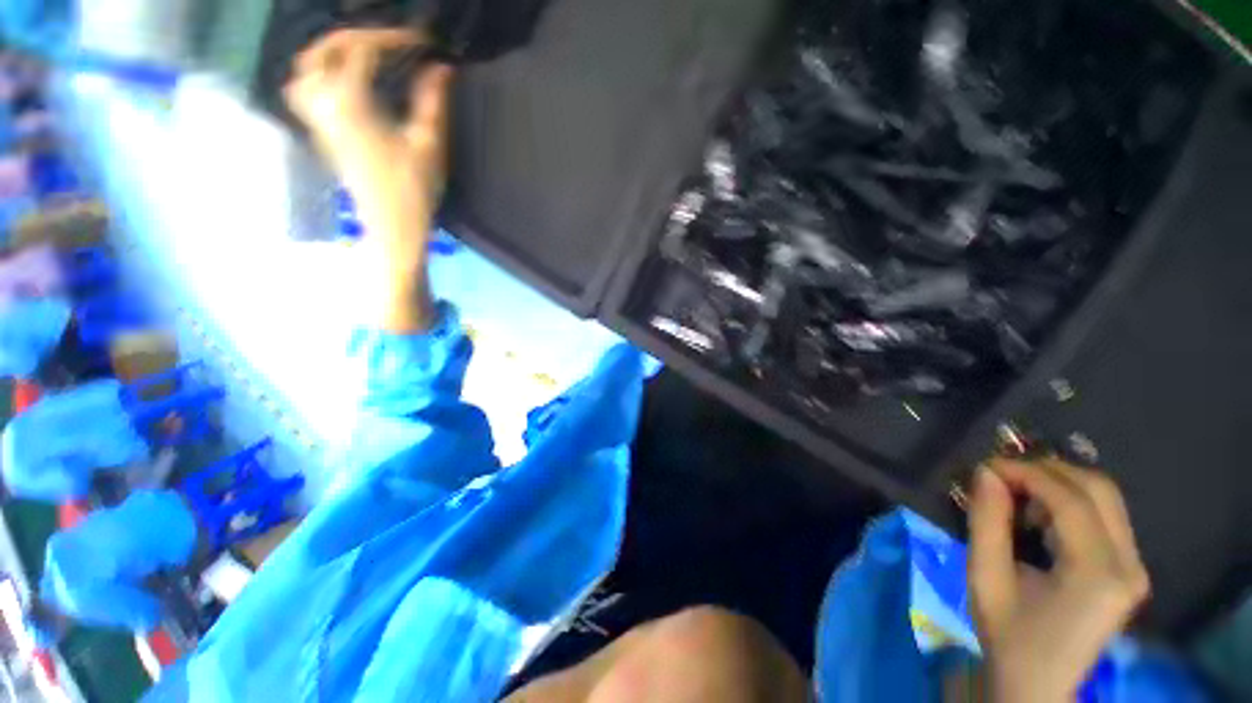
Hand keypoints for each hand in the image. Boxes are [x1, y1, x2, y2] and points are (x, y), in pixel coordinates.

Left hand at [284, 29, 451, 190]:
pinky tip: (341, 82)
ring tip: (356, 55)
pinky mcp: (321, 134)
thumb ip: (431, 102)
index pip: (362, 51)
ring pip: (304, 71)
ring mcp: (318, 120)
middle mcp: (324, 104)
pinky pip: (304, 92)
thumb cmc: (412, 188)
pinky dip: (317, 76)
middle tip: (384, 41)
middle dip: (352, 37)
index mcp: (351, 103)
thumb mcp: (427, 144)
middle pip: (321, 52)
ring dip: (327, 54)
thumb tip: (441, 69)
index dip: (391, 38)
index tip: (420, 41)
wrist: (392, 225)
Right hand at [968, 458, 1149, 702]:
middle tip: (1002, 473)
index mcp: (1096, 574)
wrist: (1039, 684)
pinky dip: (1070, 501)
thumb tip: (986, 473)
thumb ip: (987, 522)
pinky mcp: (1129, 570)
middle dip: (1046, 469)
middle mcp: (1128, 565)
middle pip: (1099, 489)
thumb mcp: (985, 578)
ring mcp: (1135, 567)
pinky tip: (1041, 517)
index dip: (1026, 472)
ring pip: (1105, 498)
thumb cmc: (1008, 636)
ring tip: (1018, 495)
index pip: (1070, 500)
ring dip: (1058, 484)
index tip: (985, 466)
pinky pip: (1106, 516)